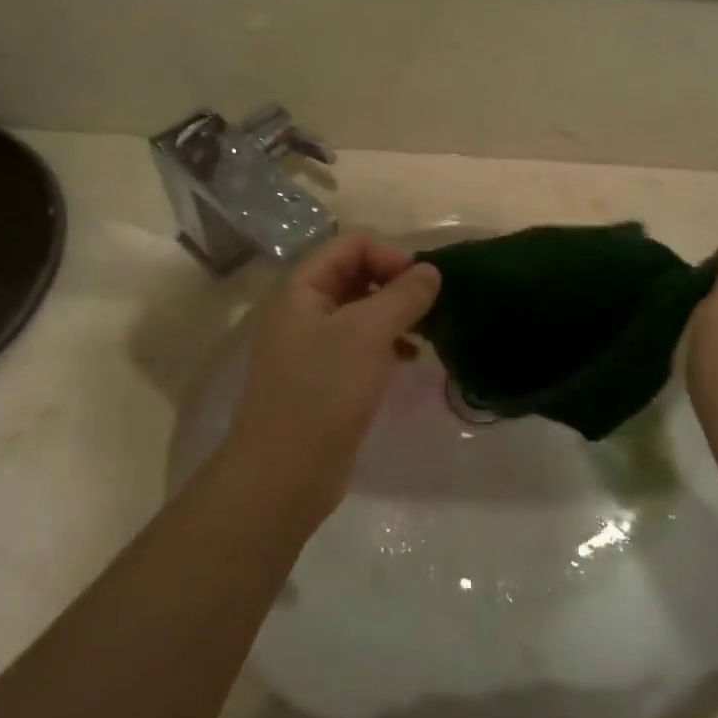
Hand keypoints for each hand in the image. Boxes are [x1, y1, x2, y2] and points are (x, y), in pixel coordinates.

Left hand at [223, 235, 440, 522]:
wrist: (285, 473)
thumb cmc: (323, 391)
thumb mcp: (368, 334)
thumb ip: (403, 296)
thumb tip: (431, 271)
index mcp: (302, 289)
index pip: (351, 245)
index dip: (389, 254)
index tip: (422, 284)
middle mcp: (304, 310)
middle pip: (355, 274)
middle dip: (396, 284)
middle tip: (429, 307)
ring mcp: (312, 346)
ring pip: (361, 311)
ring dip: (395, 314)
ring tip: (425, 333)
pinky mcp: (325, 378)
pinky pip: (360, 344)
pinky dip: (387, 343)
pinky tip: (409, 359)